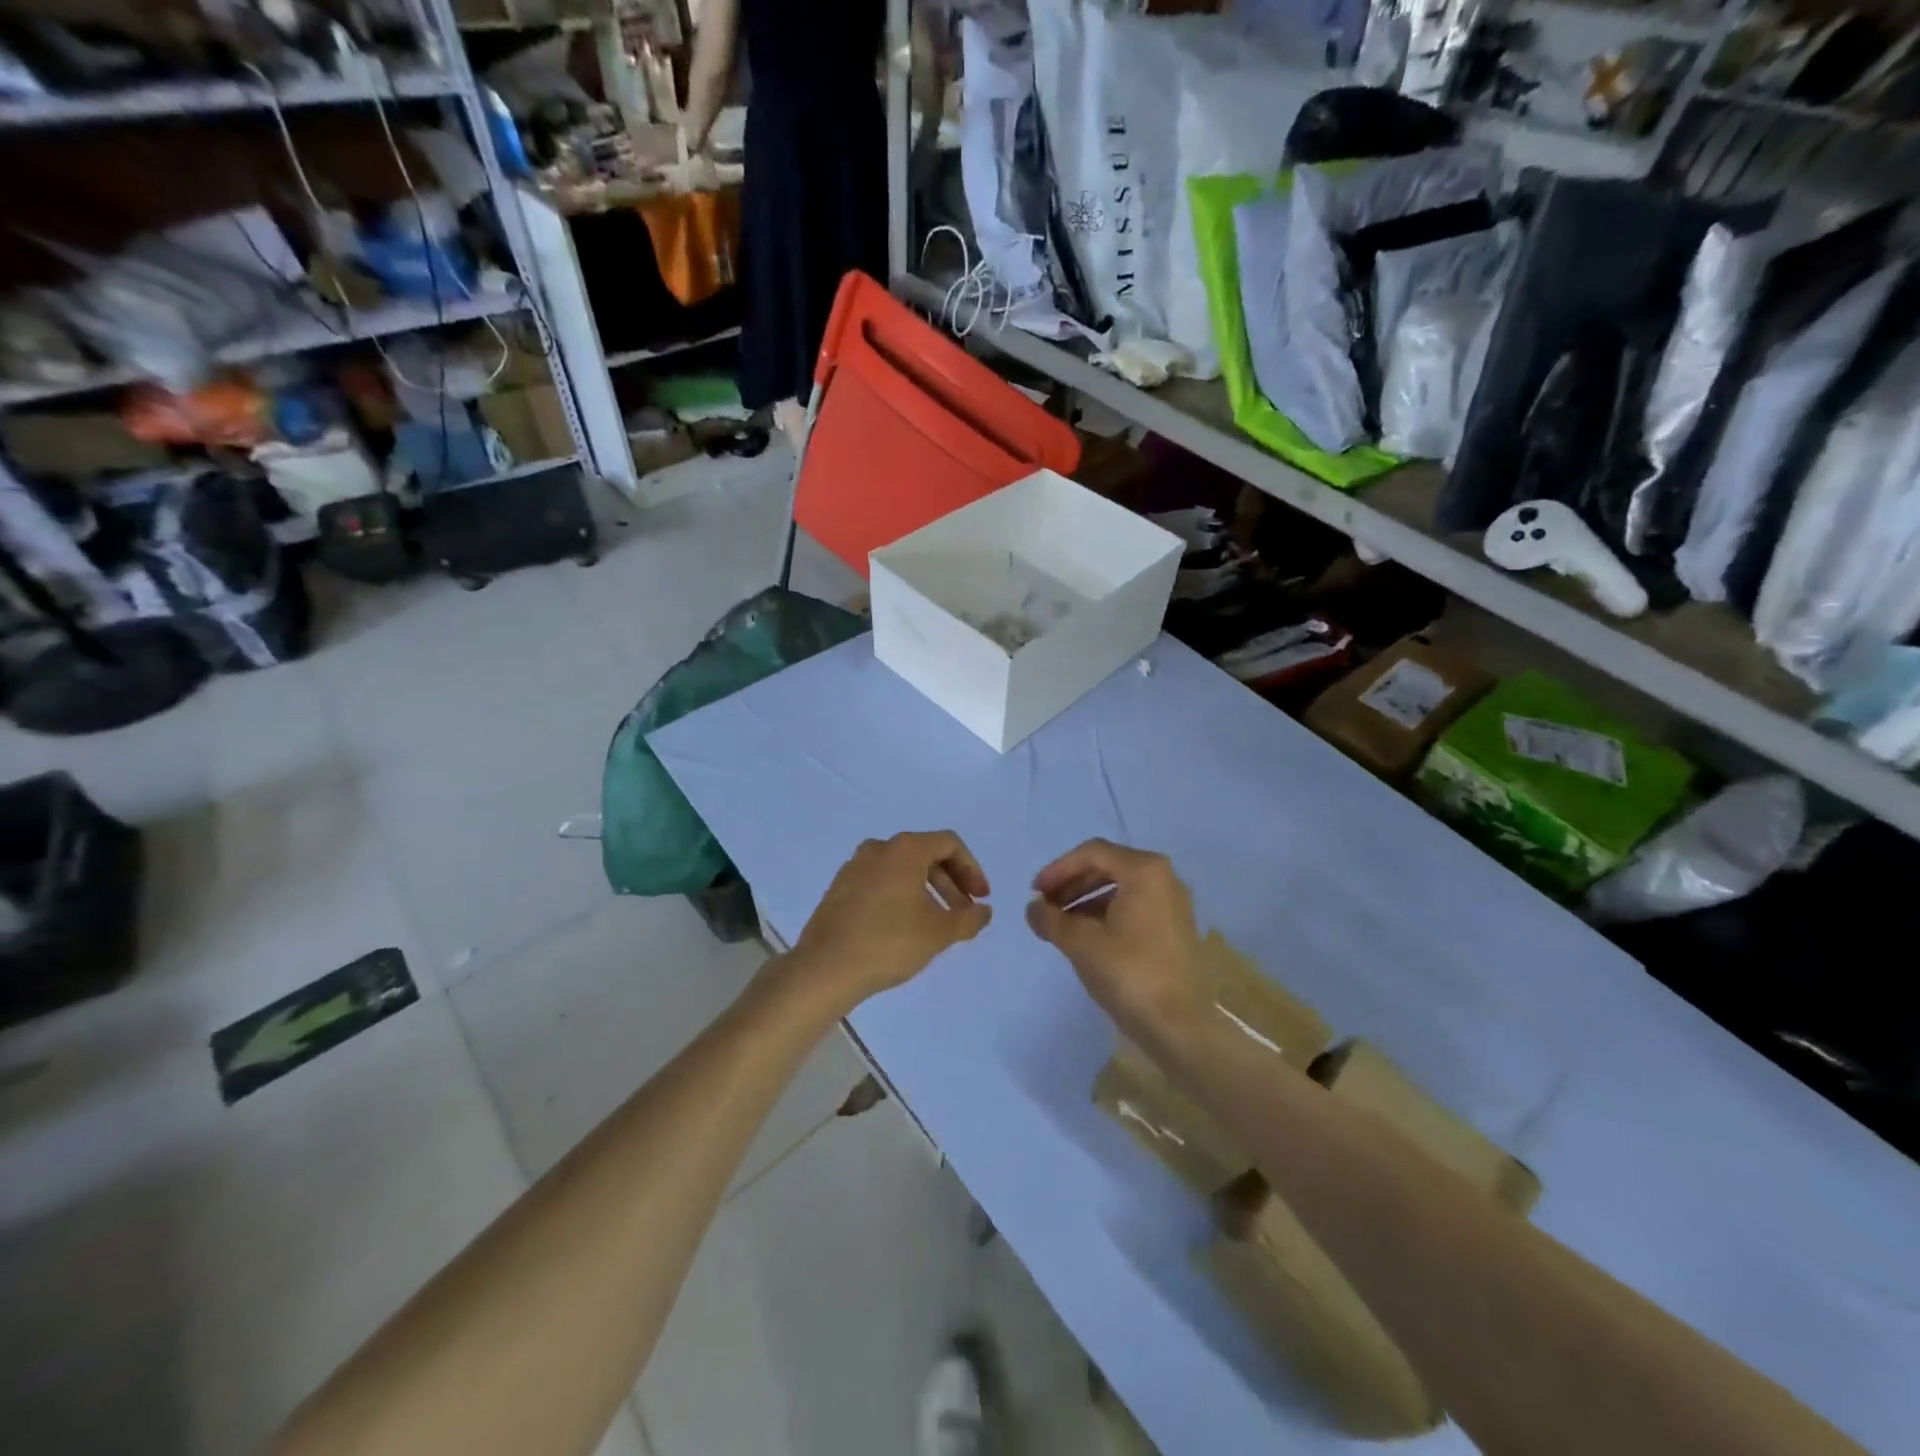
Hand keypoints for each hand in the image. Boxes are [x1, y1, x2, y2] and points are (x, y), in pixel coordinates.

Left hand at [784, 831, 991, 1012]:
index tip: (980, 899)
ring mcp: (854, 867)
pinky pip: (880, 883)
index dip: (972, 869)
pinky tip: (904, 927)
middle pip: (925, 855)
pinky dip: (900, 896)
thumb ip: (969, 918)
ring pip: (901, 870)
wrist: (825, 968)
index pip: (949, 844)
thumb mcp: (939, 932)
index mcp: (904, 849)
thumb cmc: (889, 942)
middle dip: (951, 882)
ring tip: (936, 923)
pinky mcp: (838, 889)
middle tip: (963, 912)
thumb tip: (983, 911)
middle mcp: (878, 849)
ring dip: (926, 891)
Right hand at [1027, 840, 1206, 1047]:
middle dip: (1071, 884)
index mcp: (1144, 870)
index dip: (1058, 869)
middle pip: (1107, 867)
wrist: (1180, 1027)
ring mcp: (1173, 904)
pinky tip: (1085, 938)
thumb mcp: (1081, 943)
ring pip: (1120, 889)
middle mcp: (1164, 878)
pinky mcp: (1175, 928)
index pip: (1091, 853)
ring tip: (1059, 925)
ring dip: (1085, 901)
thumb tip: (1033, 908)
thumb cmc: (1129, 974)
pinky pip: (1133, 907)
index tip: (1035, 892)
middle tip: (1044, 907)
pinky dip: (1105, 915)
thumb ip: (1051, 919)